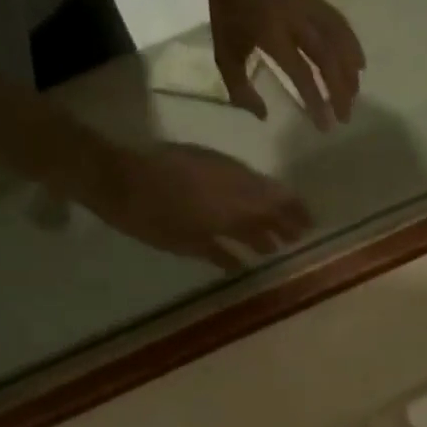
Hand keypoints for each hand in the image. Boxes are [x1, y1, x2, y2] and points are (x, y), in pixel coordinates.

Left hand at [72, 142, 309, 266]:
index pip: (278, 206)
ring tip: (272, 239)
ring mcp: (216, 171)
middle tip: (297, 235)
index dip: (296, 216)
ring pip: (250, 192)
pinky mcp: (199, 164)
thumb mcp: (189, 242)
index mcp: (235, 201)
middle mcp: (233, 184)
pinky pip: (230, 184)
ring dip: (263, 214)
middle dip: (284, 217)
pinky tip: (240, 217)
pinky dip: (239, 204)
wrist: (116, 178)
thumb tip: (245, 261)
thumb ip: (221, 250)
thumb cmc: (154, 217)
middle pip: (268, 199)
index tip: (310, 229)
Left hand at [205, 0, 365, 130]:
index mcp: (272, 35)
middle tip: (346, 117)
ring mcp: (307, 6)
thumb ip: (241, 90)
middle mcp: (295, 20)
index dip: (315, 100)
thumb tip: (264, 116)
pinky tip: (359, 63)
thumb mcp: (225, 55)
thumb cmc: (227, 12)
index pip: (301, 73)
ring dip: (349, 70)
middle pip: (326, 58)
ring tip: (356, 94)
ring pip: (337, 40)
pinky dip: (352, 43)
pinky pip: (338, 22)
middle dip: (339, 90)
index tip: (325, 125)